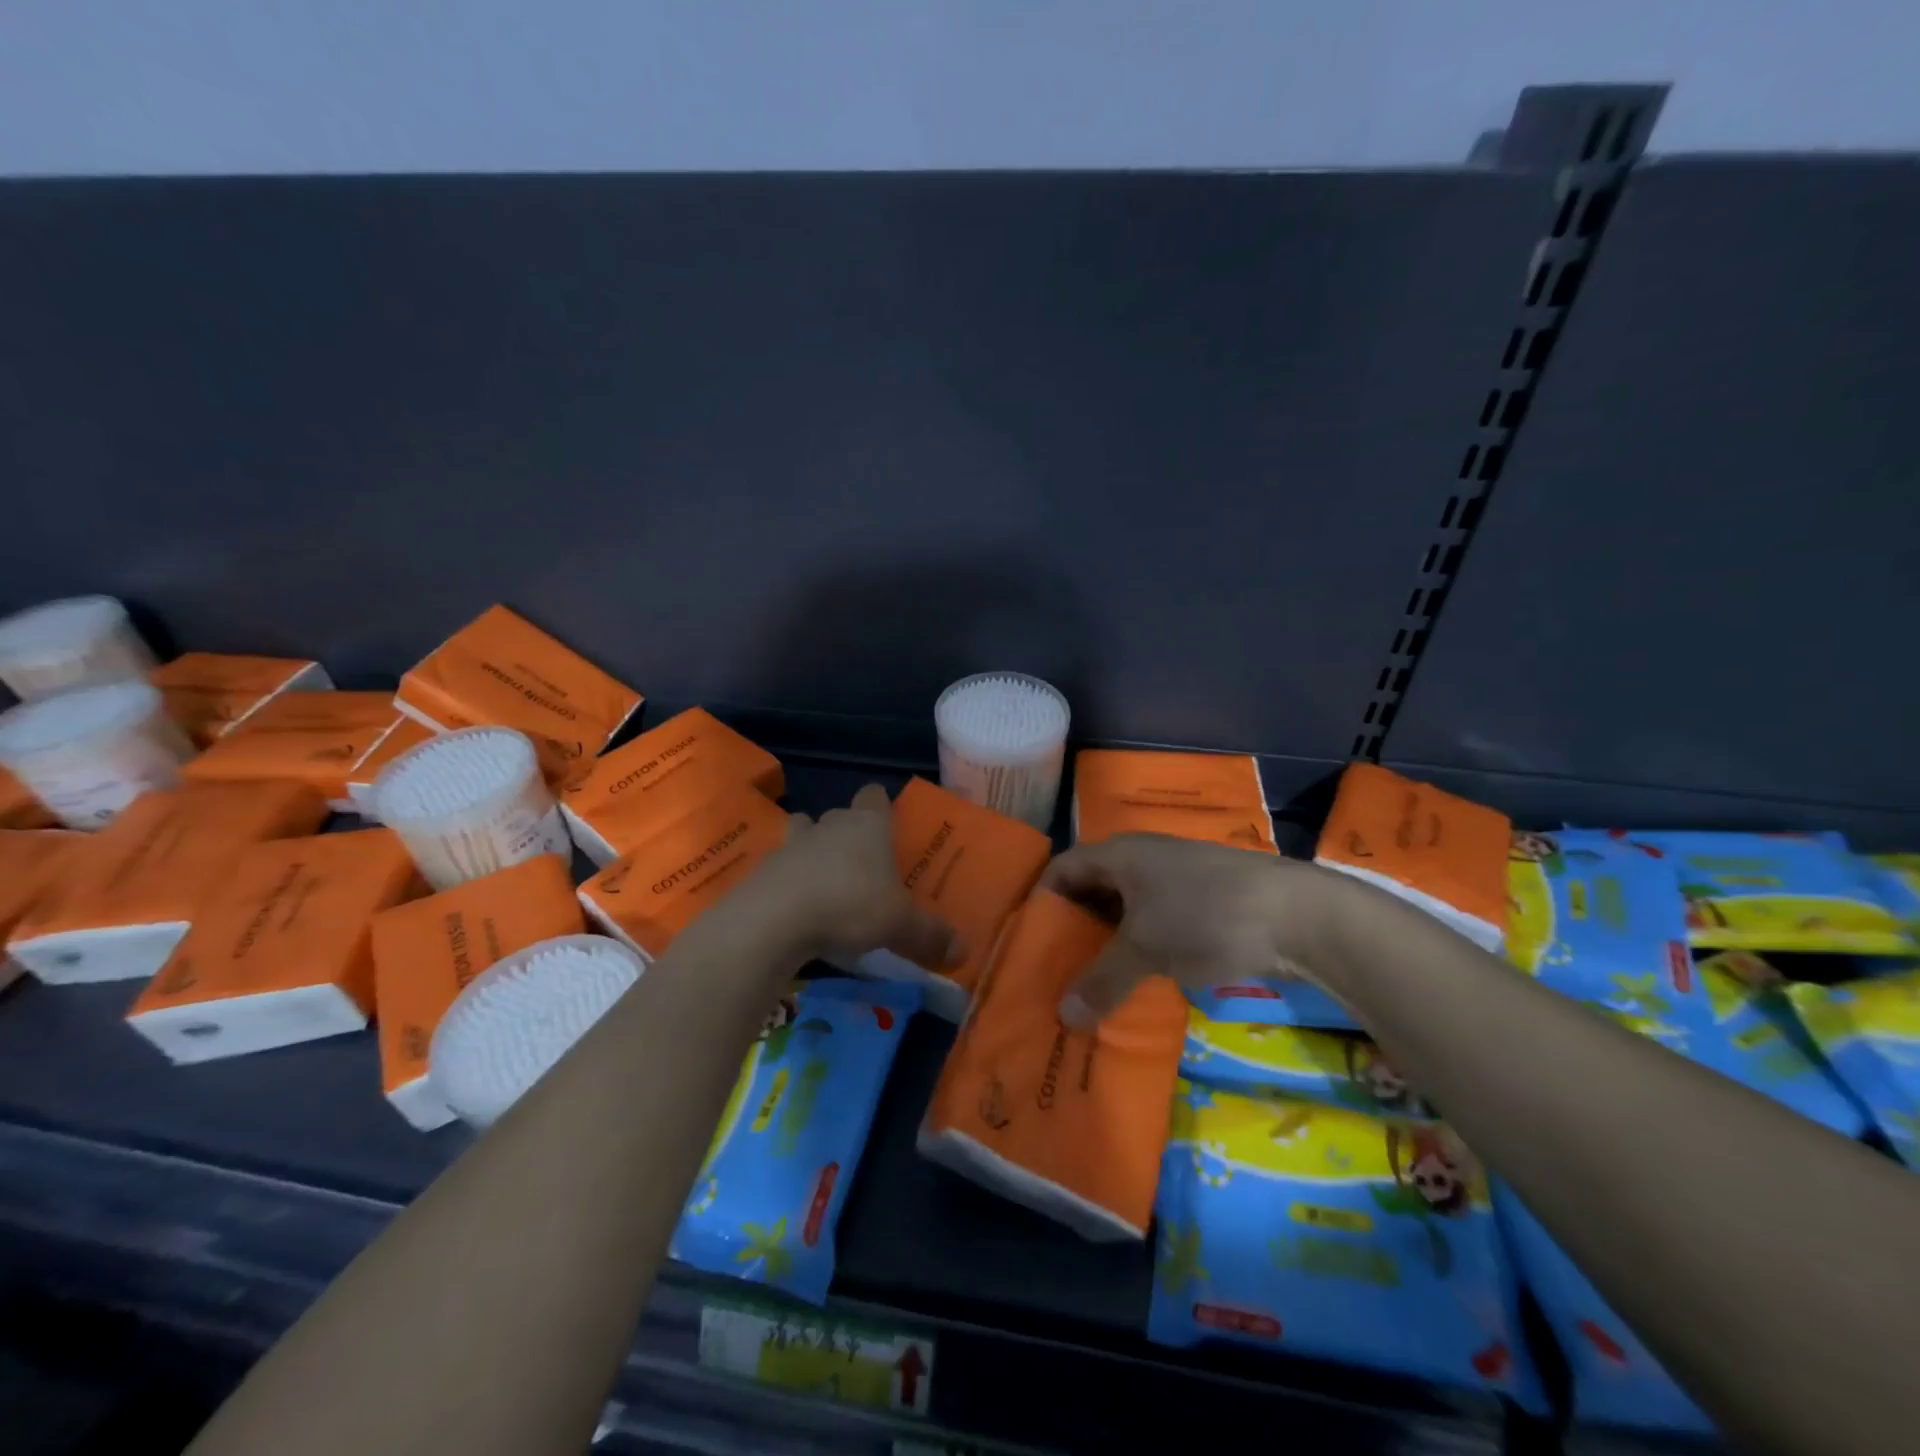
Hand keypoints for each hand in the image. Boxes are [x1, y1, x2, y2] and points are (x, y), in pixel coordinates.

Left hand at [743, 784, 963, 968]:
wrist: (773, 918)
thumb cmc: (850, 905)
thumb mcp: (900, 925)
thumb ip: (931, 936)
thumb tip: (963, 953)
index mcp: (868, 825)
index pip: (875, 796)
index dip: (880, 806)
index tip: (887, 824)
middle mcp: (830, 825)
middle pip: (841, 816)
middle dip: (849, 834)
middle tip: (863, 866)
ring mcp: (792, 844)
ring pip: (805, 834)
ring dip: (813, 851)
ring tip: (825, 882)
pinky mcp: (763, 869)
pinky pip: (781, 867)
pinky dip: (789, 881)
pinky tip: (797, 909)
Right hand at [1041, 833, 1354, 1026]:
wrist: (1299, 914)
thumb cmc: (1206, 915)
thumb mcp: (1145, 949)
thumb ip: (1101, 981)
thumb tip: (1063, 1016)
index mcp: (1119, 854)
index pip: (1062, 870)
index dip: (1041, 903)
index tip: (1028, 945)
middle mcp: (1142, 860)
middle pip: (1092, 892)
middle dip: (1073, 932)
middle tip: (1054, 973)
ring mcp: (1174, 881)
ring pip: (1125, 913)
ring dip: (1108, 946)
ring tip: (1091, 986)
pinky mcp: (1202, 904)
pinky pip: (1155, 925)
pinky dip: (1141, 951)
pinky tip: (1138, 984)